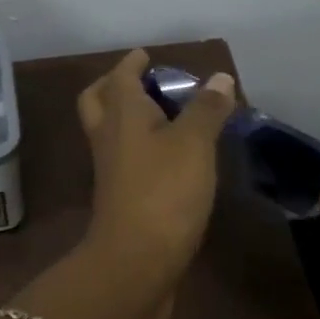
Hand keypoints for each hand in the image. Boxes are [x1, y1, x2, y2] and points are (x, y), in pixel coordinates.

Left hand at [68, 50, 234, 318]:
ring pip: (111, 131)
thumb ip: (206, 109)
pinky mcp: (122, 198)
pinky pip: (126, 159)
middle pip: (100, 101)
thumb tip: (219, 77)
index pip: (120, 77)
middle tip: (145, 82)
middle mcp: (109, 138)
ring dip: (129, 117)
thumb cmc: (164, 192)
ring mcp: (112, 171)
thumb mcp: (193, 144)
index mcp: (121, 115)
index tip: (146, 55)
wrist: (136, 264)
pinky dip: (142, 147)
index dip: (132, 63)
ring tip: (165, 115)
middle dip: (116, 86)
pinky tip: (171, 156)